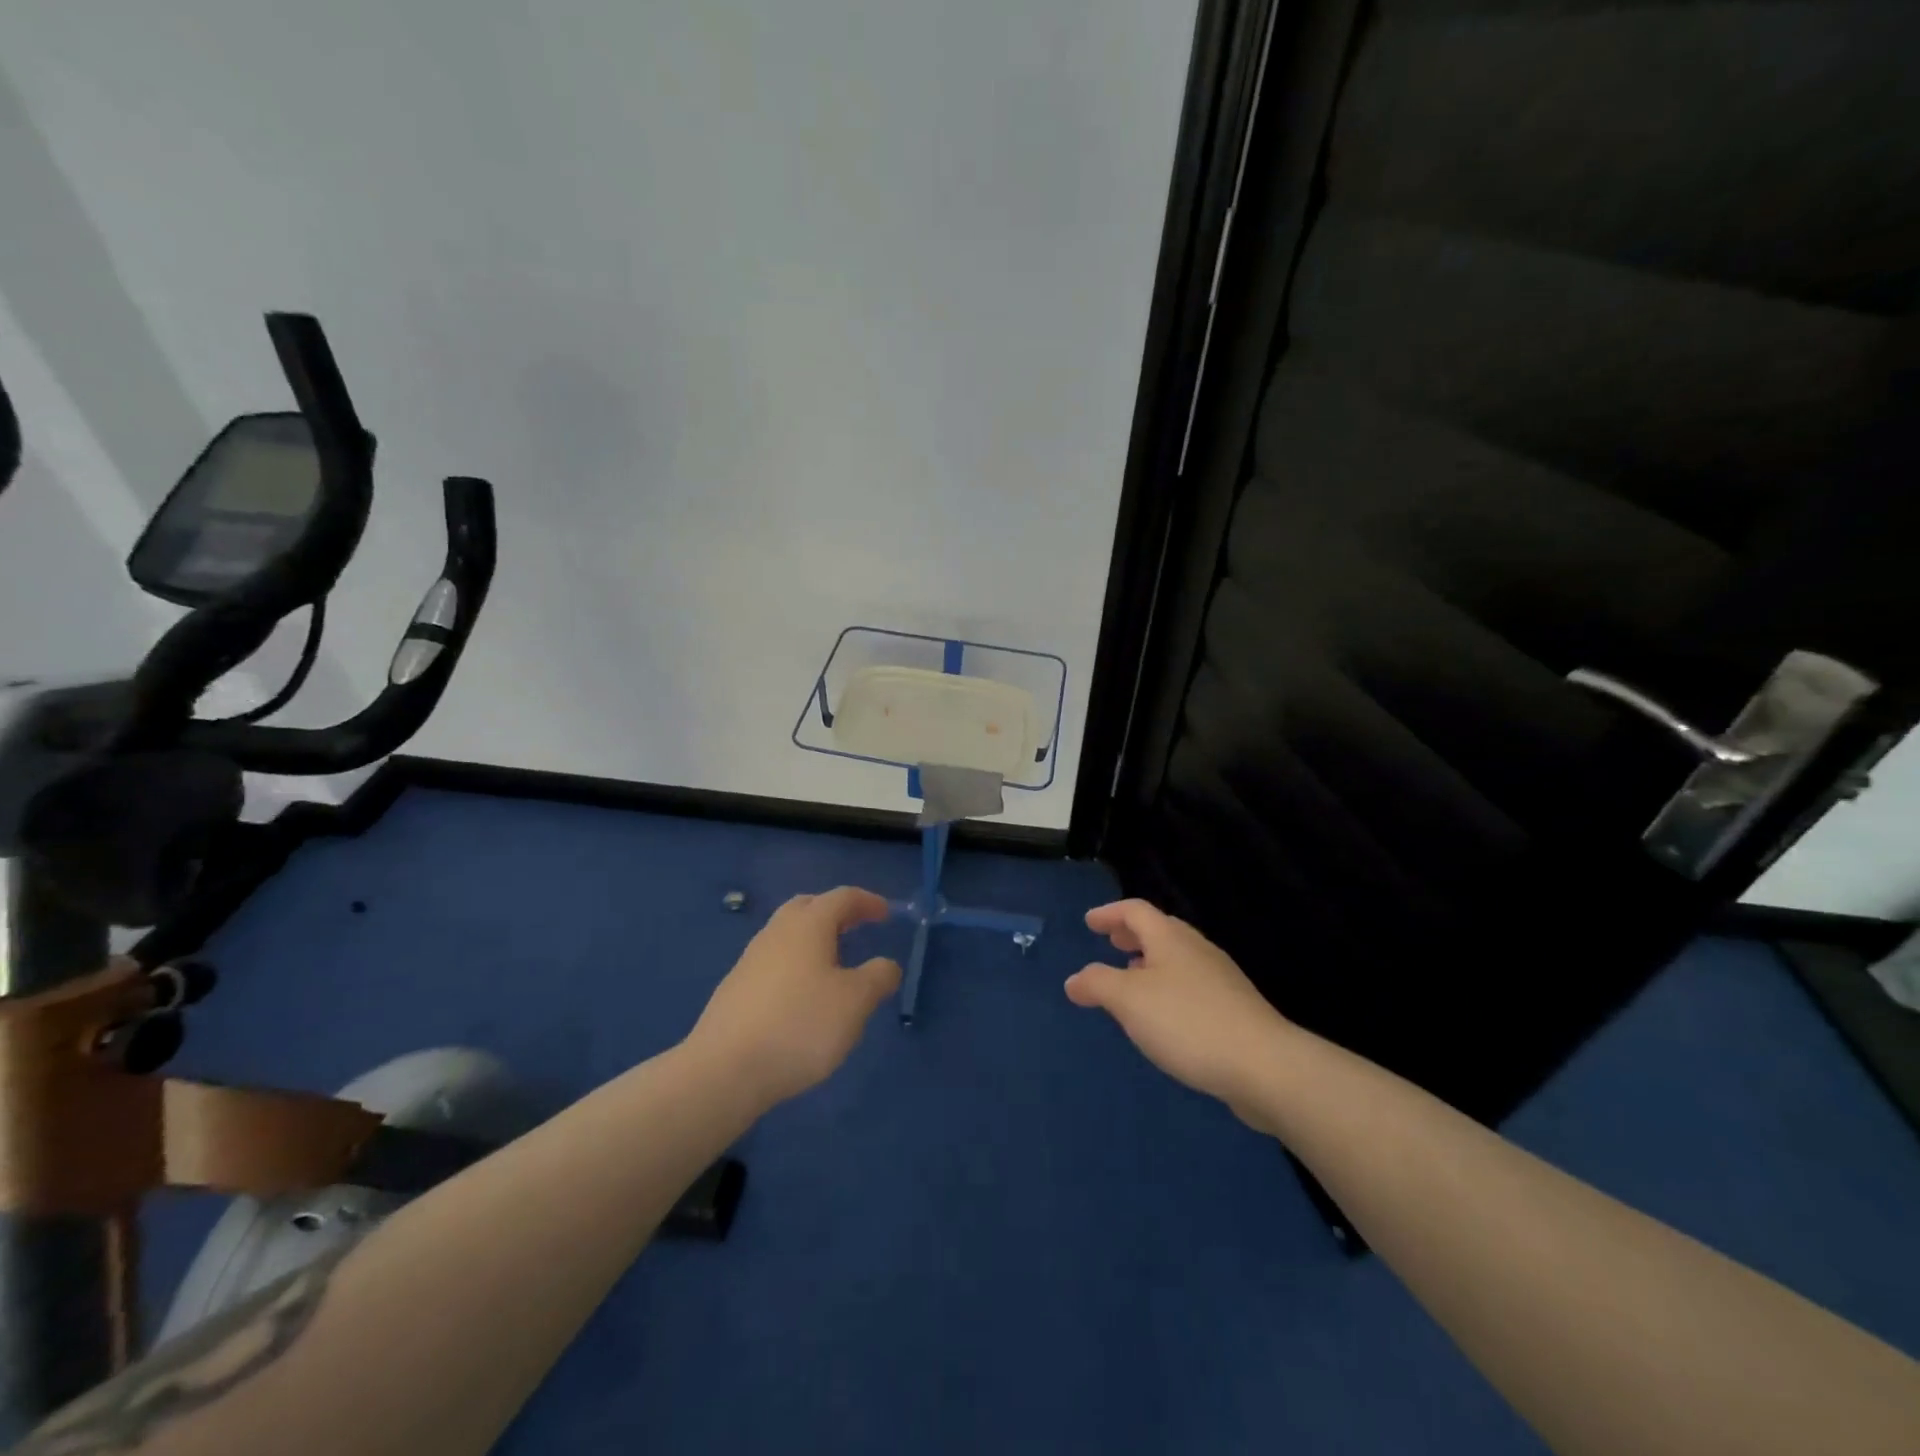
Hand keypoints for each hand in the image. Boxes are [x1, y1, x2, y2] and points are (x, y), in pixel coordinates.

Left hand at [687, 886, 901, 1109]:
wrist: (724, 1070)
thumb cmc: (799, 1025)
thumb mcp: (855, 1003)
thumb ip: (878, 977)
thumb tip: (887, 965)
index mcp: (808, 925)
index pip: (842, 897)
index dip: (867, 902)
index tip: (886, 914)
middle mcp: (776, 932)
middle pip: (807, 906)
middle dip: (835, 912)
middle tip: (856, 927)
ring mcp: (750, 960)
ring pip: (787, 934)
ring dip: (813, 939)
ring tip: (833, 963)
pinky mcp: (735, 989)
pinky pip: (773, 962)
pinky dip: (795, 964)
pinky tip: (802, 995)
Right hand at [1065, 899, 1293, 1128]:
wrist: (1264, 1066)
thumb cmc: (1188, 1022)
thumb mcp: (1129, 1001)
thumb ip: (1097, 984)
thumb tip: (1074, 980)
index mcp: (1170, 938)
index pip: (1135, 911)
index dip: (1109, 913)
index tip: (1090, 922)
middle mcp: (1196, 950)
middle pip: (1160, 931)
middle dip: (1132, 935)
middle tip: (1111, 942)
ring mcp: (1220, 979)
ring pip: (1177, 959)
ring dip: (1150, 962)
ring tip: (1131, 979)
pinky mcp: (1234, 1009)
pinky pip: (1191, 985)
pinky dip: (1168, 987)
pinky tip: (1163, 1016)